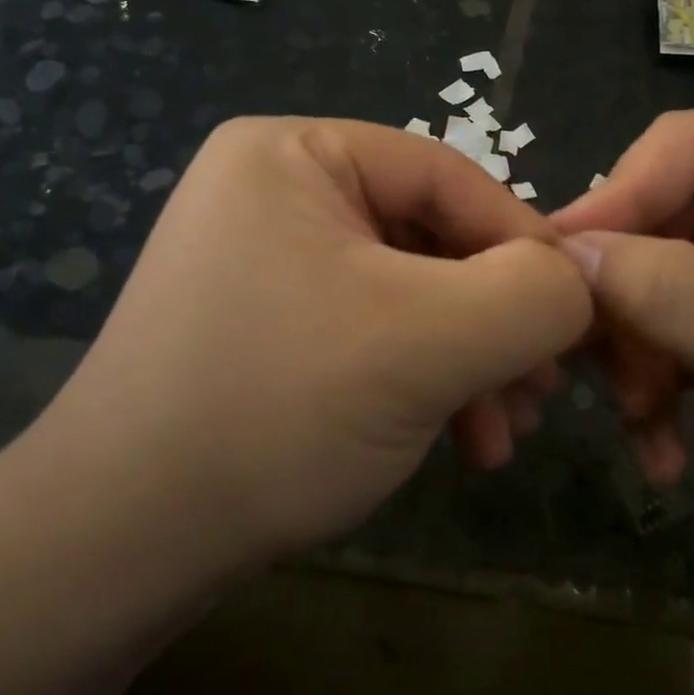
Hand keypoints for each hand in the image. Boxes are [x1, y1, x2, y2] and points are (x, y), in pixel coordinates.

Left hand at [24, 118, 591, 573]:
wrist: (117, 543)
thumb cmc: (275, 407)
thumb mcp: (429, 341)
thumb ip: (531, 295)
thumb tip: (577, 281)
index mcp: (294, 152)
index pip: (445, 175)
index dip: (522, 242)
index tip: (576, 316)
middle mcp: (273, 187)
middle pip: (427, 235)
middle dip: (493, 318)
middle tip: (542, 390)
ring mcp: (264, 253)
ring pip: (406, 288)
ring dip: (465, 356)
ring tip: (504, 431)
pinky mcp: (266, 316)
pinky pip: (368, 323)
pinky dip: (420, 374)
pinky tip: (455, 437)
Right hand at [553, 107, 693, 558]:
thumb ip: (670, 288)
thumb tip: (564, 256)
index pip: (680, 148)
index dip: (615, 200)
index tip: (558, 267)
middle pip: (659, 217)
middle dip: (625, 297)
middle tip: (589, 363)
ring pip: (655, 280)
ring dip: (637, 352)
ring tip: (641, 420)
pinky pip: (674, 330)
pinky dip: (659, 384)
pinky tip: (664, 448)